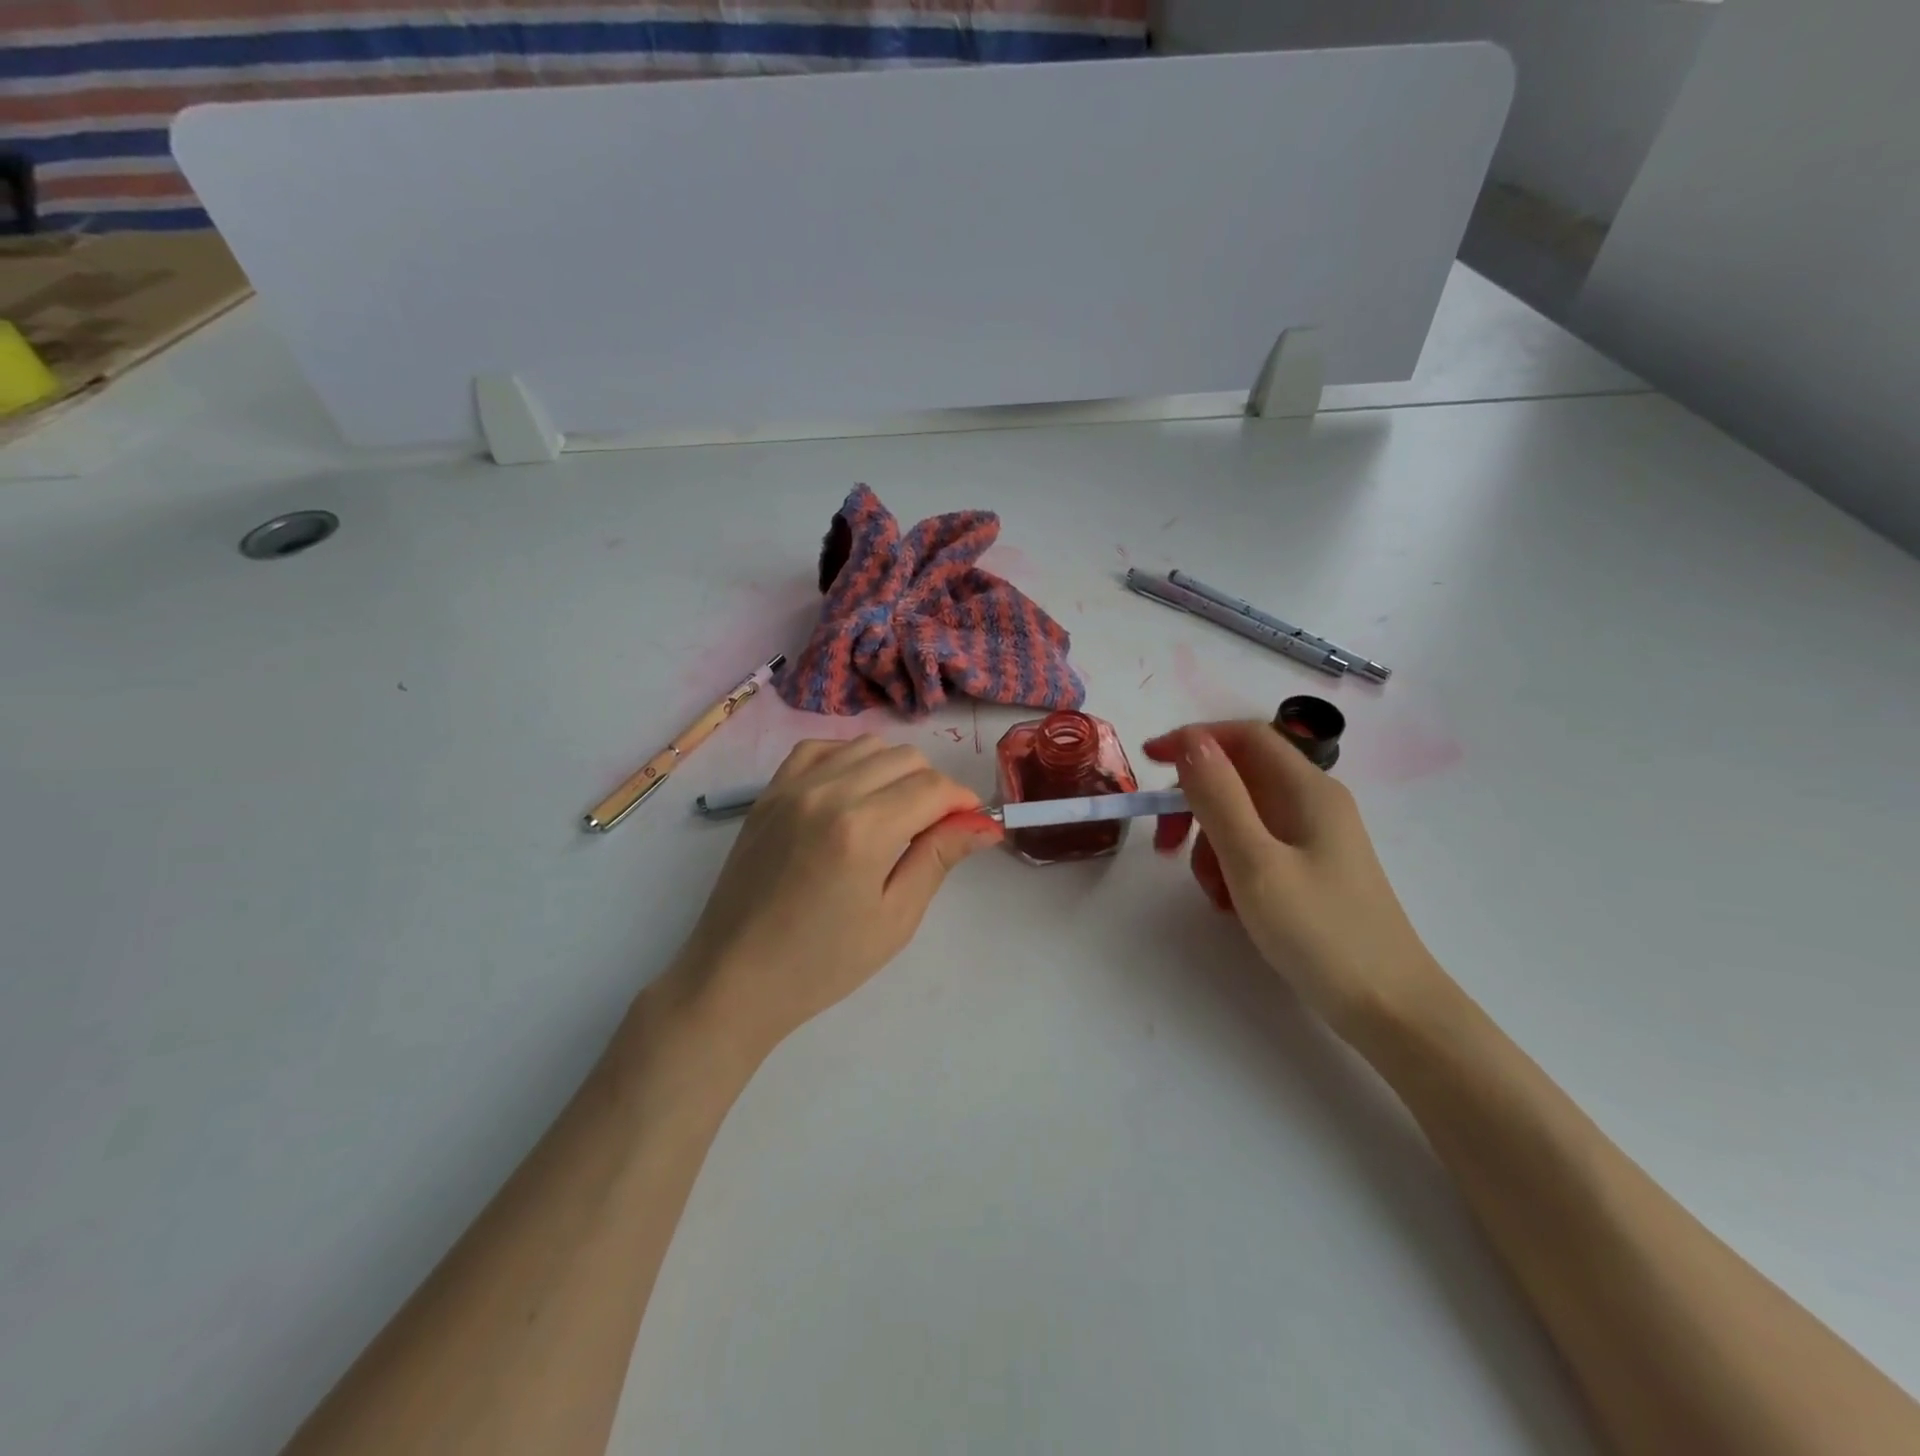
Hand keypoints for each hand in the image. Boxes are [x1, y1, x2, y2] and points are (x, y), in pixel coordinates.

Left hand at [673, 737, 1001, 1056]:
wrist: (736, 977)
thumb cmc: (823, 962)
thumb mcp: (894, 918)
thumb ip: (938, 858)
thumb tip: (984, 825)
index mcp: (864, 829)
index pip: (933, 787)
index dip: (962, 802)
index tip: (970, 825)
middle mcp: (828, 792)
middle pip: (905, 758)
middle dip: (932, 786)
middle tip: (932, 829)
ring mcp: (793, 787)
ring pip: (866, 746)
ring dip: (894, 770)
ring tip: (893, 812)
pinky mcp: (769, 793)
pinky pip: (819, 749)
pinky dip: (847, 759)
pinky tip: (851, 790)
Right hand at [1145, 721, 1441, 1036]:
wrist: (1389, 1008)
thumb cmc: (1320, 931)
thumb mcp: (1255, 862)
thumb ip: (1219, 797)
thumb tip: (1190, 741)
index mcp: (1306, 789)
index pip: (1244, 736)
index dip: (1193, 740)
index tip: (1148, 763)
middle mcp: (1313, 803)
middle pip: (1239, 776)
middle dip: (1195, 803)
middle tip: (1165, 843)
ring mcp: (1314, 837)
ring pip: (1242, 815)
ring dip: (1209, 843)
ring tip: (1211, 891)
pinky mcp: (1312, 868)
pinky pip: (1257, 846)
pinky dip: (1231, 864)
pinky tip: (1230, 902)